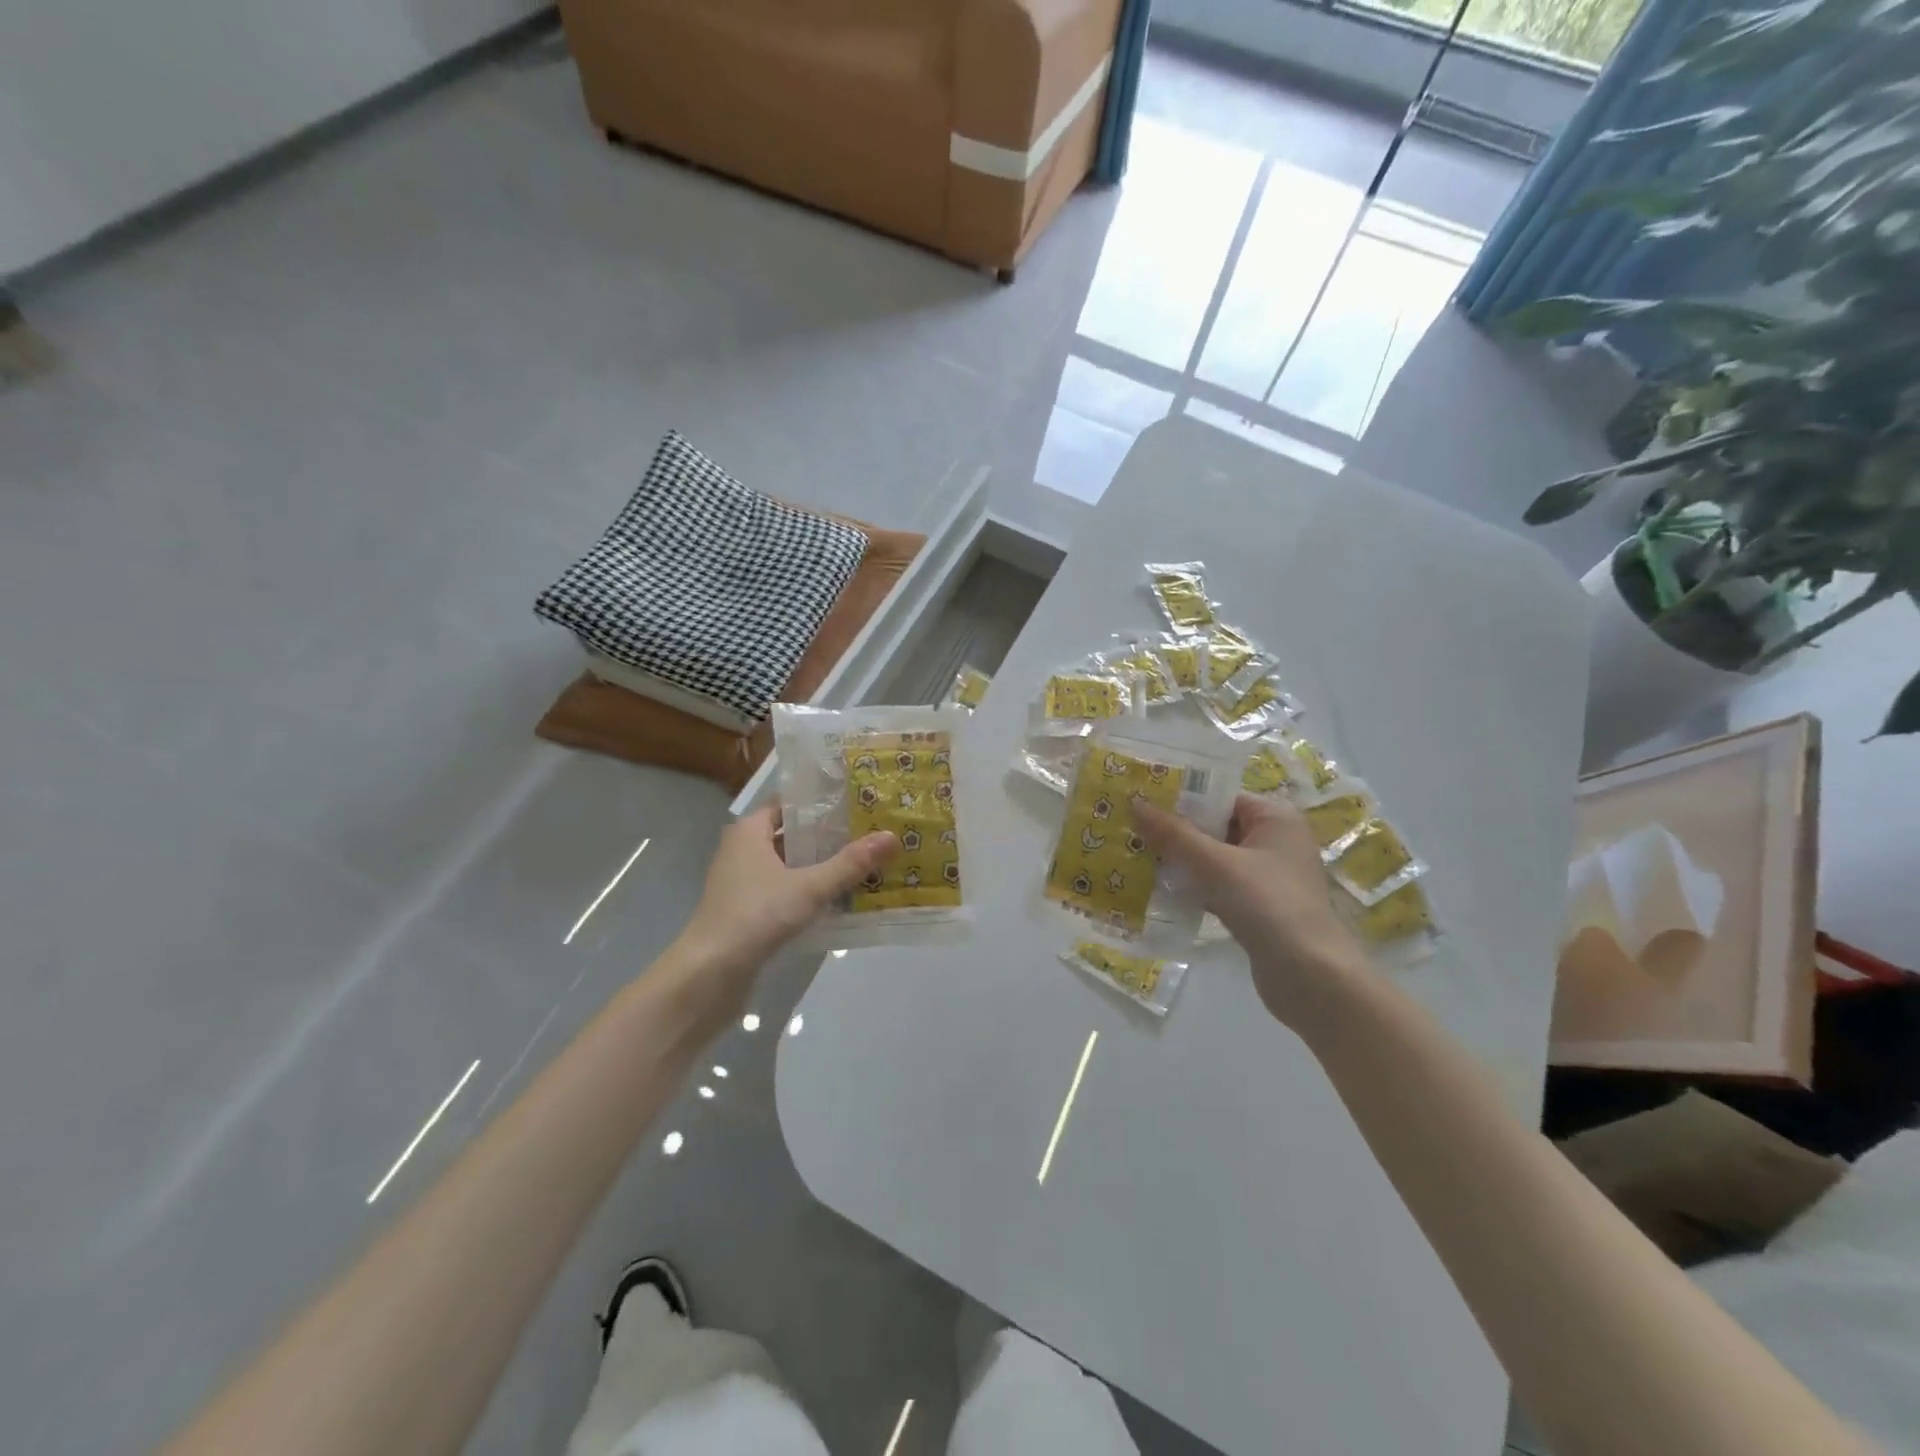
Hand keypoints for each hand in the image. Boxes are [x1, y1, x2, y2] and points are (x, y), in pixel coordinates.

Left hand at [674, 805, 897, 995]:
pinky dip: (809, 892)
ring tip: (865, 865)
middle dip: (830, 837)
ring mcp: (743, 883)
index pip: (789, 804)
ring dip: (821, 867)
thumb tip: (891, 836)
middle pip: (793, 835)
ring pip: (790, 866)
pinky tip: (841, 900)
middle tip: (871, 834)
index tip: (858, 803)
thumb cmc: (756, 916)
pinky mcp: (747, 911)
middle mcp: (743, 851)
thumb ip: (850, 864)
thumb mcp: (809, 887)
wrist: (709, 975)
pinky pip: (785, 891)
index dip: (821, 803)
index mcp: (750, 832)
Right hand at [1135, 793, 1365, 1030]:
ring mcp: (1268, 876)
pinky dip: (1193, 886)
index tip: (1140, 800)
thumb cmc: (1267, 904)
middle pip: (1215, 827)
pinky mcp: (1259, 907)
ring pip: (1214, 859)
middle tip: (1130, 828)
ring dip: (1180, 861)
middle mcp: (1276, 841)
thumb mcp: (1214, 864)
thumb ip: (1173, 833)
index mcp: (1275, 818)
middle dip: (1175, 831)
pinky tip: (1159, 889)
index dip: (1180, 799)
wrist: (1310, 977)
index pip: (1220, 797)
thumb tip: (1134, 801)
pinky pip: (1218, 885)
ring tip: (1135, 856)